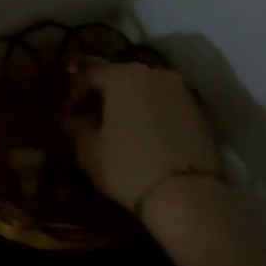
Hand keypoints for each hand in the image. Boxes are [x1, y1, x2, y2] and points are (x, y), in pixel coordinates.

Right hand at [66, 61, 221, 208]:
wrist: (186, 192)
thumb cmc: (127, 167)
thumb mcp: (89, 152)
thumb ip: (77, 129)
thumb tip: (72, 119)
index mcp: (122, 76)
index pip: (89, 74)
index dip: (73, 93)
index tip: (66, 114)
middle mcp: (153, 73)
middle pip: (120, 77)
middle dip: (103, 96)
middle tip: (90, 119)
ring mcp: (181, 89)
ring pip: (145, 90)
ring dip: (129, 104)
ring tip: (117, 129)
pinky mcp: (199, 109)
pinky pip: (165, 104)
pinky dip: (151, 113)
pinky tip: (143, 135)